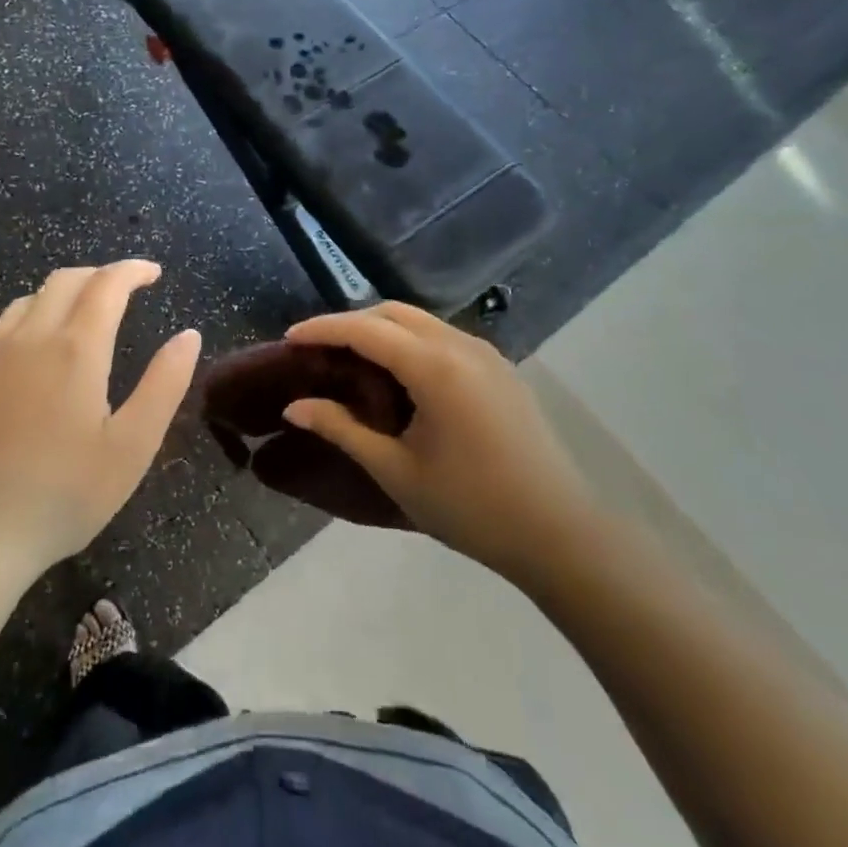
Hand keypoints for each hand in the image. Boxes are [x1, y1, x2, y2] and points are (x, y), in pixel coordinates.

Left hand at [0, 261, 200, 590]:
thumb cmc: (63, 495)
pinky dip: (24, 329)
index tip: (154, 273)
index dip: (133, 270)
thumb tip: (188, 335)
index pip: (107, 284)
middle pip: (63, 281)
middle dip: (98, 276)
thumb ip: (165, 384)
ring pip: (25, 303)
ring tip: (79, 319)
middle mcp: (28, 339)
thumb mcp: (132, 447)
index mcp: (75, 349)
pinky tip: (29, 360)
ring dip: (59, 297)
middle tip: (123, 291)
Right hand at [282, 303, 596, 583]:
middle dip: (350, 323)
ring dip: (381, 330)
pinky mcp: (501, 370)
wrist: (558, 533)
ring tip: (351, 360)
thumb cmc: (470, 507)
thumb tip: (295, 406)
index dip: (323, 329)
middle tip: (317, 350)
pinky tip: (398, 375)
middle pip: (393, 313)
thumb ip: (342, 429)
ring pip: (421, 322)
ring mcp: (487, 354)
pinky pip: (444, 339)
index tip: (289, 339)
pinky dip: (410, 342)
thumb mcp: (396, 470)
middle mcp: (461, 346)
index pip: (366, 330)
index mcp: (435, 366)